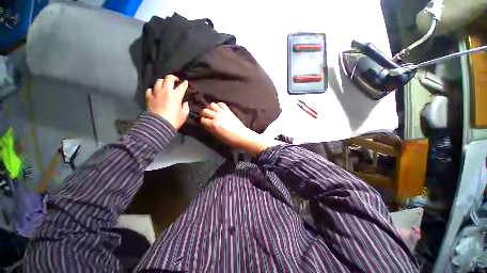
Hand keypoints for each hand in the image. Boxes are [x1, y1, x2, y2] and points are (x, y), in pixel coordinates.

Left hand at [146, 75, 189, 129]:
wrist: (158, 125)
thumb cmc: (174, 120)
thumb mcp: (184, 114)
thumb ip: (185, 107)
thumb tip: (185, 102)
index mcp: (176, 95)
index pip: (182, 86)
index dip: (184, 84)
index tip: (186, 82)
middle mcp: (166, 91)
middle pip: (168, 78)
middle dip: (173, 77)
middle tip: (175, 80)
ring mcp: (156, 93)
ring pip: (158, 81)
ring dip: (163, 81)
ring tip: (165, 84)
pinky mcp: (148, 97)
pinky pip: (150, 89)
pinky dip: (153, 89)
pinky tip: (155, 91)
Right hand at [200, 102, 279, 155]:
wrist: (242, 136)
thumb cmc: (229, 140)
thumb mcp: (217, 136)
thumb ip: (211, 129)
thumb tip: (207, 125)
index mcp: (213, 125)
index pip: (202, 120)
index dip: (203, 122)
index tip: (205, 123)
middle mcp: (217, 117)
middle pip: (205, 110)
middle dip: (204, 114)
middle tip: (207, 117)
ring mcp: (223, 112)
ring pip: (212, 105)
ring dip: (210, 108)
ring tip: (212, 112)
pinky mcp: (228, 111)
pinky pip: (221, 104)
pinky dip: (218, 105)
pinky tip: (219, 109)